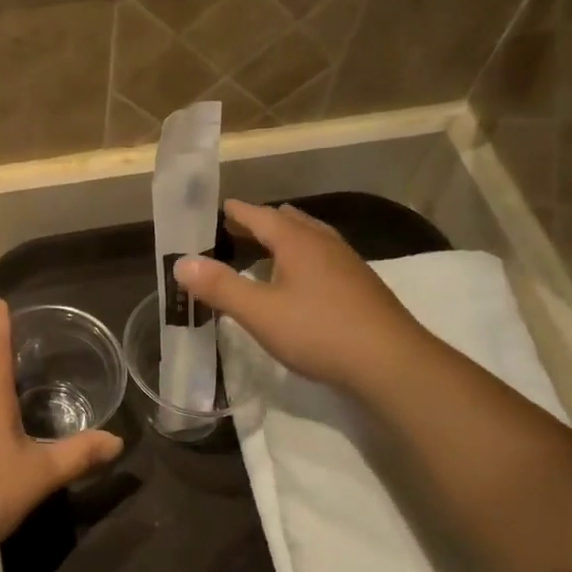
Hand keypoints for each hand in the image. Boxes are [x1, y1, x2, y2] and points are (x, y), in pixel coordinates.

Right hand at [174, 201, 431, 392]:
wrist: (390, 361)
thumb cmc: (317, 331)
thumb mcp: (258, 312)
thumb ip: (219, 287)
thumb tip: (182, 263)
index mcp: (298, 242)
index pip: (260, 216)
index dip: (237, 213)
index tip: (220, 209)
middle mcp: (324, 244)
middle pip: (288, 222)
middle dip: (260, 223)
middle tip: (236, 231)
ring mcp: (348, 264)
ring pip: (310, 239)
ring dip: (285, 241)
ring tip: (266, 252)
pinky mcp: (361, 287)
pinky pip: (324, 259)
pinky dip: (303, 259)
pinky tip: (300, 283)